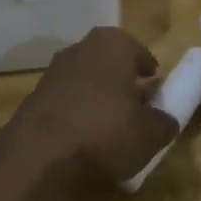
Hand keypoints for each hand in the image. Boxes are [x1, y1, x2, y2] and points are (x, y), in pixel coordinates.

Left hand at [1, 28, 175, 200]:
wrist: (36, 156)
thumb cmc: (104, 132)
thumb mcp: (151, 134)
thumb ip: (165, 122)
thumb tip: (165, 120)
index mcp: (115, 43)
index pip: (142, 56)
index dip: (152, 80)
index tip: (156, 101)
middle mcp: (83, 47)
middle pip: (113, 67)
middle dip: (124, 87)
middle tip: (135, 116)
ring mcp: (54, 70)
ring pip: (88, 84)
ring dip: (98, 102)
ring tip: (109, 134)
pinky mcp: (34, 96)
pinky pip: (67, 103)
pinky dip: (76, 117)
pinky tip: (81, 144)